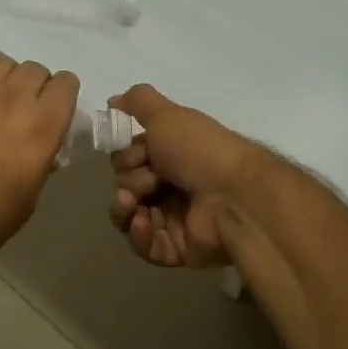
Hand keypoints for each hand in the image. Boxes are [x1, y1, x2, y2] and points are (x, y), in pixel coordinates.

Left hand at [0, 58, 79, 268]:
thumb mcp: (29, 198)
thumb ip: (40, 162)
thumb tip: (41, 149)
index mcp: (43, 126)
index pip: (66, 84)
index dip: (62, 96)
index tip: (54, 110)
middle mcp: (16, 98)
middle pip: (35, 69)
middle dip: (34, 87)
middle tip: (21, 111)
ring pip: (3, 63)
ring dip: (4, 80)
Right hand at [108, 85, 261, 267]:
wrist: (234, 195)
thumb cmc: (199, 150)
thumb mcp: (167, 114)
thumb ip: (138, 101)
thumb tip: (112, 100)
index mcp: (171, 154)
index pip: (129, 158)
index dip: (126, 156)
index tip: (138, 154)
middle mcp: (171, 184)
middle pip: (126, 185)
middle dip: (130, 180)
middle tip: (150, 178)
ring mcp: (174, 218)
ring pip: (129, 216)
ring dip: (124, 208)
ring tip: (132, 204)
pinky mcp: (177, 248)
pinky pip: (144, 245)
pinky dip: (138, 234)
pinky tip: (143, 222)